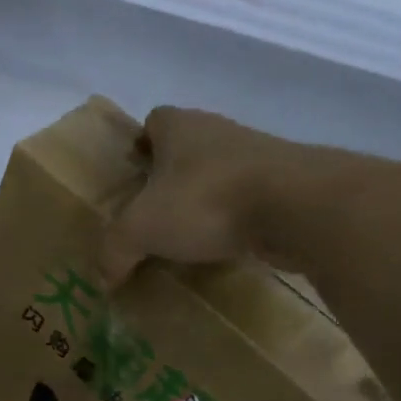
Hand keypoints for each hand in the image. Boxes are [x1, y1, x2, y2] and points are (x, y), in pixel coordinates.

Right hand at [99, 107, 362, 285]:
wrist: (298, 207)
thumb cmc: (206, 200)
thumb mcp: (141, 229)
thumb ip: (114, 251)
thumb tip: (102, 279)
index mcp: (180, 127)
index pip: (155, 120)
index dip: (141, 143)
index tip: (134, 174)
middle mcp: (219, 132)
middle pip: (187, 148)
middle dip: (171, 177)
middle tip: (154, 213)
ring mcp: (259, 156)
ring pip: (220, 173)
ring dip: (205, 199)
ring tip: (188, 236)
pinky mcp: (287, 184)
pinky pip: (249, 199)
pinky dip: (235, 219)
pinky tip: (224, 246)